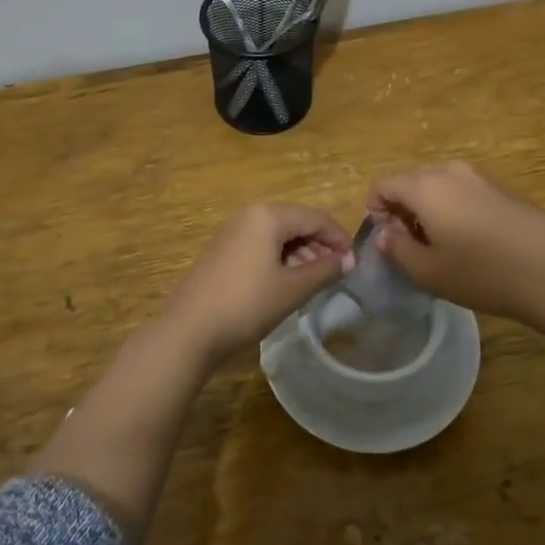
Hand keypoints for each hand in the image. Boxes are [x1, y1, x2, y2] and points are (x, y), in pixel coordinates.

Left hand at [161, 204, 354, 366]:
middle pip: (296, 222)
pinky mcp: (222, 249)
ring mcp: (232, 231)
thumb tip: (349, 260)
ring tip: (315, 279)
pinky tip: (286, 280)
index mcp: (269, 215)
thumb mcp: (293, 289)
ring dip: (301, 251)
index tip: (355, 262)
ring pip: (278, 233)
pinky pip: (260, 243)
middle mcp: (250, 214)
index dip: (339, 238)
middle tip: (337, 272)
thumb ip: (325, 270)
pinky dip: (280, 257)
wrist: (189, 330)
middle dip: (320, 244)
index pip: (316, 218)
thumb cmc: (247, 304)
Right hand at [366, 161, 544, 324]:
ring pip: (438, 187)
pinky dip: (454, 210)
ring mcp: (479, 177)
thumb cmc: (481, 273)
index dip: (375, 210)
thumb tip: (386, 233)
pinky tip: (472, 243)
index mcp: (425, 186)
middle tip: (411, 246)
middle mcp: (450, 171)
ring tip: (442, 247)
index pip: (383, 184)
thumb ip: (397, 248)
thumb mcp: (427, 271)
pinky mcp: (502, 189)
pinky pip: (463, 192)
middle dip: (402, 210)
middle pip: (410, 182)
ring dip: (429, 210)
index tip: (388, 239)